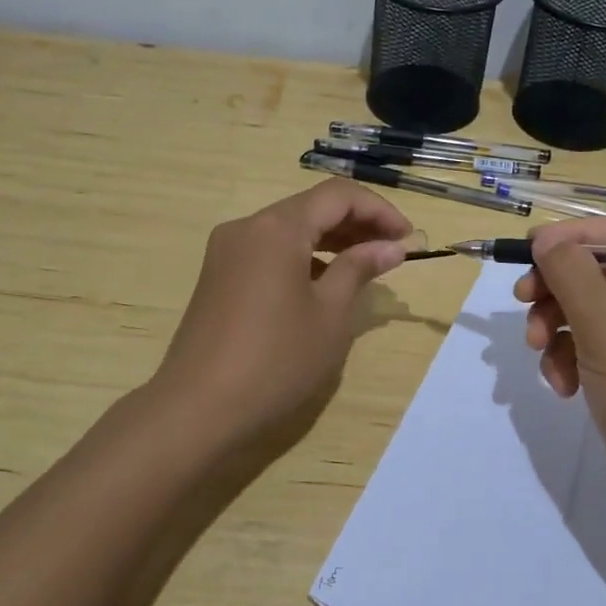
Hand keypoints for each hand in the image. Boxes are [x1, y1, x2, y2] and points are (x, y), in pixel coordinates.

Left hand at [151, 182, 412, 457]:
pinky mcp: (218, 276)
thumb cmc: (276, 360)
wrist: (197, 410)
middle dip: (357, 223)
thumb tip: (391, 246)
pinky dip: (303, 257)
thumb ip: (360, 269)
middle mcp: (248, 227)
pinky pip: (269, 251)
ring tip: (366, 266)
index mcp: (277, 228)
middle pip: (311, 207)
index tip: (408, 238)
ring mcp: (227, 252)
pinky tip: (324, 283)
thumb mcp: (330, 314)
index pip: (338, 196)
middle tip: (393, 251)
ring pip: (289, 229)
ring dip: (331, 240)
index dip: (379, 210)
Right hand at [513, 218, 605, 528]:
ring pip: (589, 314)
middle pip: (600, 274)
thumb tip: (546, 238)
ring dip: (556, 328)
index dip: (576, 236)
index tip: (531, 248)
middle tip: (522, 300)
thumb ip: (573, 277)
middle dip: (557, 288)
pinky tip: (562, 386)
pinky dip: (570, 360)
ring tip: (539, 354)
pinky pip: (592, 350)